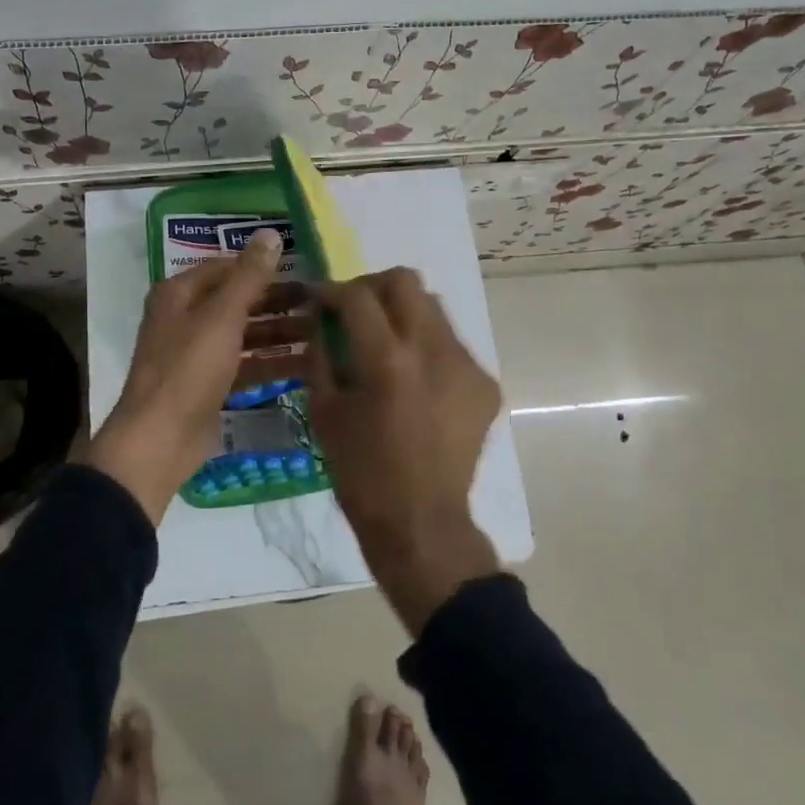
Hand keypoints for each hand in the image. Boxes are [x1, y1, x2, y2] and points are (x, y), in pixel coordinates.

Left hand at [86, 228, 295, 523]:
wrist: (159, 441)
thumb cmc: (188, 369)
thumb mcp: (222, 317)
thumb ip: (249, 276)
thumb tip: (270, 233)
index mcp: (179, 294)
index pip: (226, 268)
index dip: (262, 268)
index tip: (303, 271)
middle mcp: (185, 319)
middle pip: (238, 302)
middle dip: (277, 303)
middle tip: (319, 305)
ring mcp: (196, 355)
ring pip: (244, 335)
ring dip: (279, 334)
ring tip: (322, 335)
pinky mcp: (208, 386)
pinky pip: (244, 366)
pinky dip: (270, 363)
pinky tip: (306, 365)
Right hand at [308, 268, 503, 633]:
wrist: (421, 523)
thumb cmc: (361, 473)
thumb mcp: (325, 411)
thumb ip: (321, 354)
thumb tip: (320, 318)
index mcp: (387, 361)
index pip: (358, 296)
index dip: (332, 291)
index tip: (320, 300)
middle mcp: (433, 351)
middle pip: (405, 281)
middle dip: (372, 287)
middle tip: (355, 311)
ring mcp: (466, 365)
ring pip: (433, 306)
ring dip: (402, 312)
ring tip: (386, 343)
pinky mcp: (484, 384)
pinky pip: (451, 343)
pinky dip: (426, 346)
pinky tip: (414, 379)